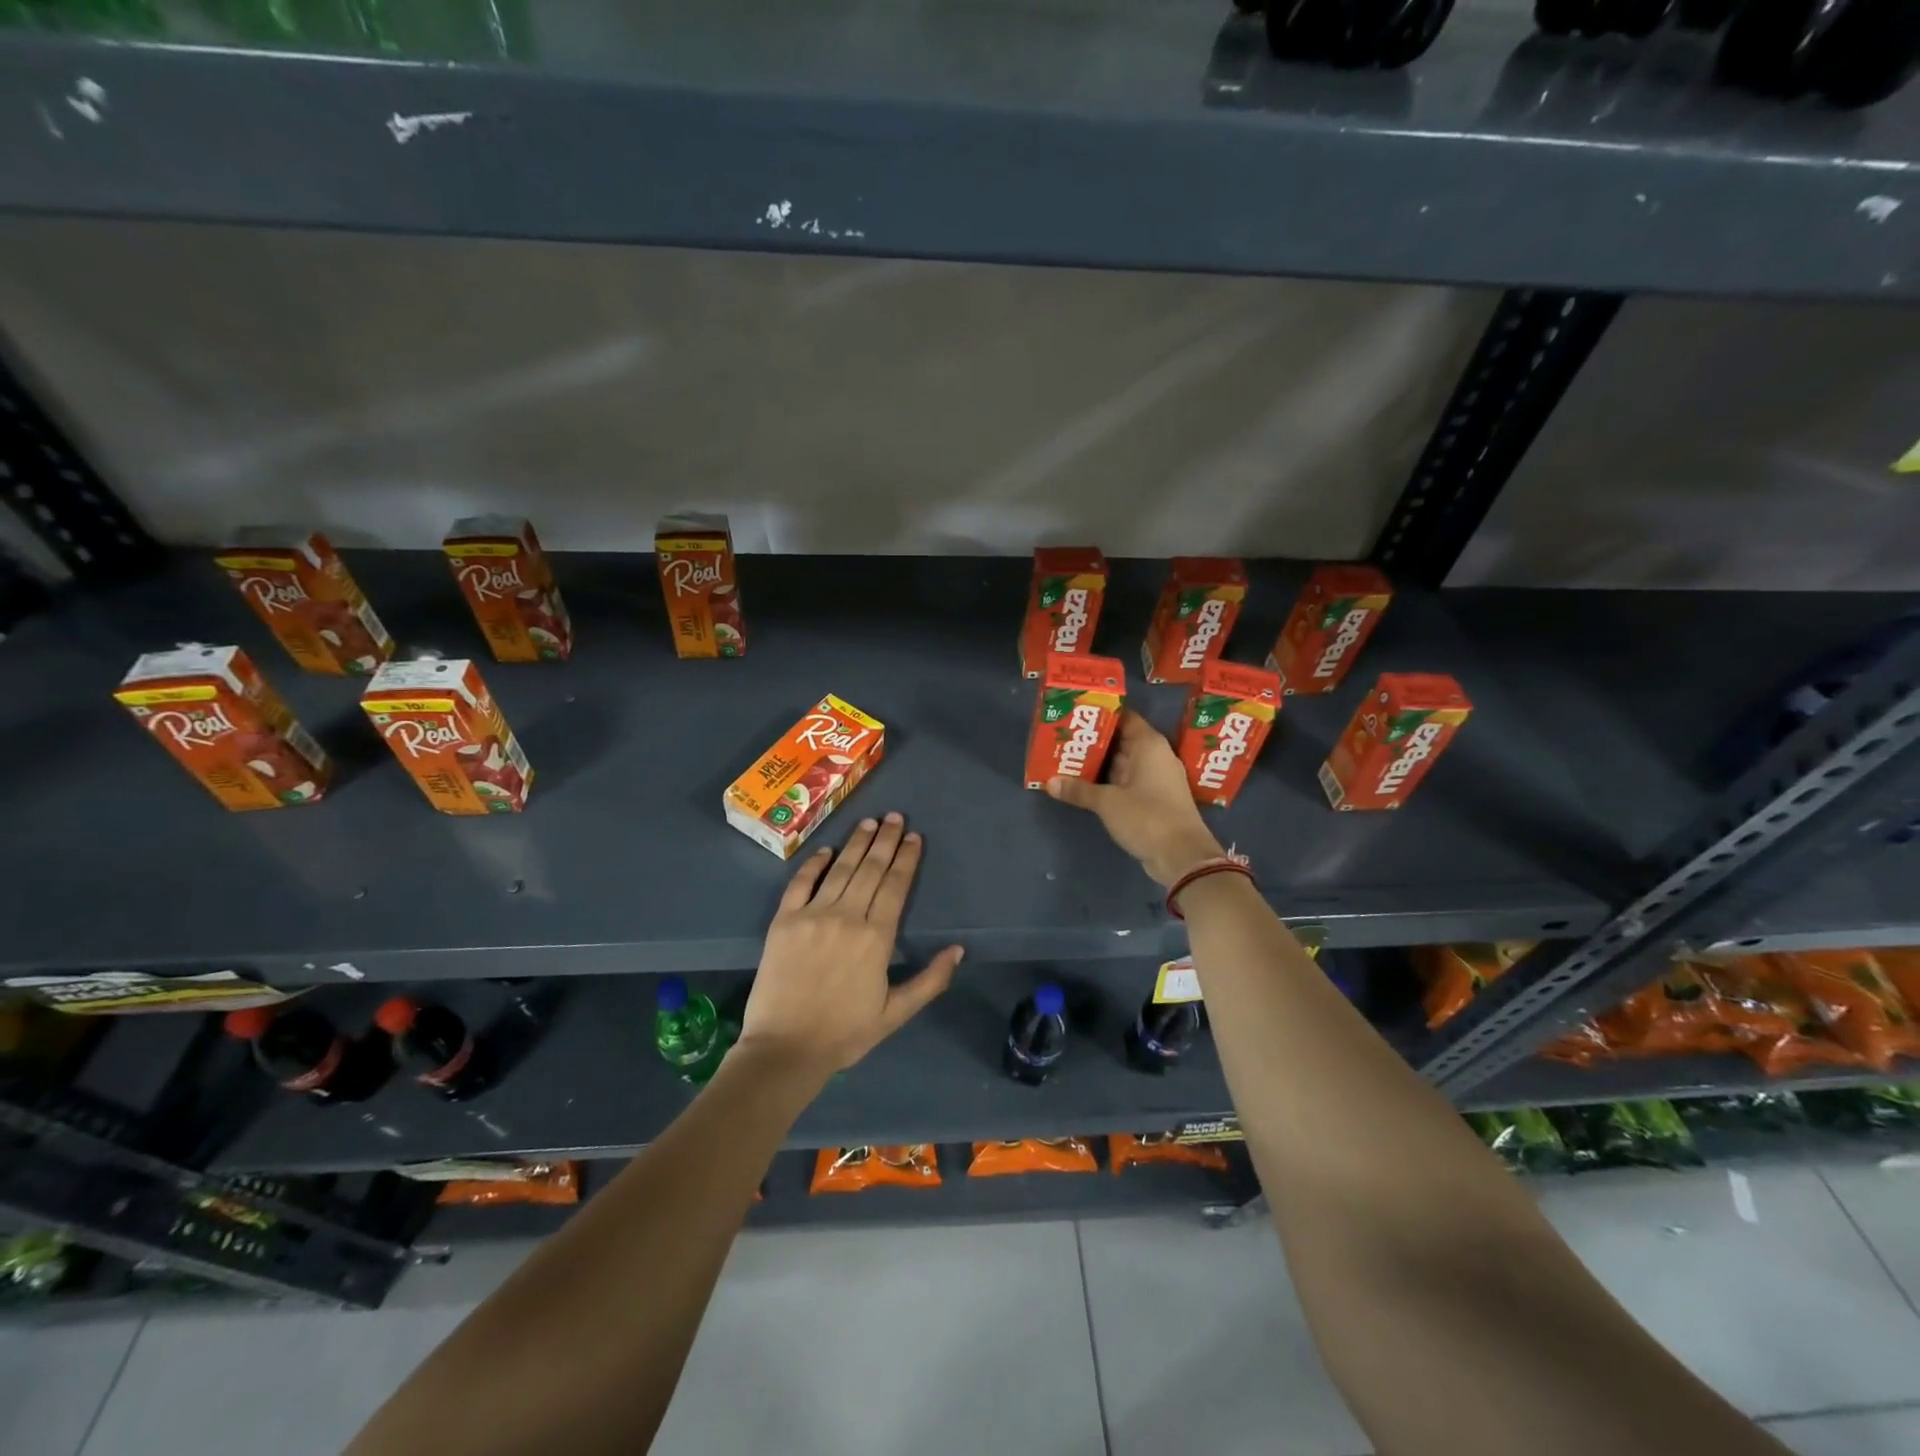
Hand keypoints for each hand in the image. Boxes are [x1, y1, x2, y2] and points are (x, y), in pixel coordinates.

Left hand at [739, 812, 962, 1076]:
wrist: (785, 1049)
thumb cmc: (845, 1033)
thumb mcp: (896, 1013)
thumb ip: (930, 980)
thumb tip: (959, 949)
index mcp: (877, 938)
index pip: (896, 886)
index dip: (907, 859)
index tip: (914, 837)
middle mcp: (847, 916)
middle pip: (871, 869)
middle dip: (886, 840)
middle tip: (895, 816)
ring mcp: (813, 915)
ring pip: (841, 869)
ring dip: (857, 843)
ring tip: (870, 822)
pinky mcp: (784, 920)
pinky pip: (801, 882)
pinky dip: (814, 863)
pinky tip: (826, 850)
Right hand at [1047, 710, 1223, 886]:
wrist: (1182, 856)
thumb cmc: (1147, 816)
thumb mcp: (1107, 802)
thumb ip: (1079, 790)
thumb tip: (1049, 783)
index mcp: (1149, 745)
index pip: (1124, 717)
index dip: (1101, 714)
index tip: (1076, 714)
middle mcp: (1155, 756)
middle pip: (1121, 740)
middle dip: (1094, 741)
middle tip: (1064, 738)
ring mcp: (1156, 779)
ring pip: (1122, 763)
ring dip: (1099, 764)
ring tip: (1067, 759)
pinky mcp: (1154, 800)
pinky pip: (1126, 782)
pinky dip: (1108, 782)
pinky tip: (1084, 784)